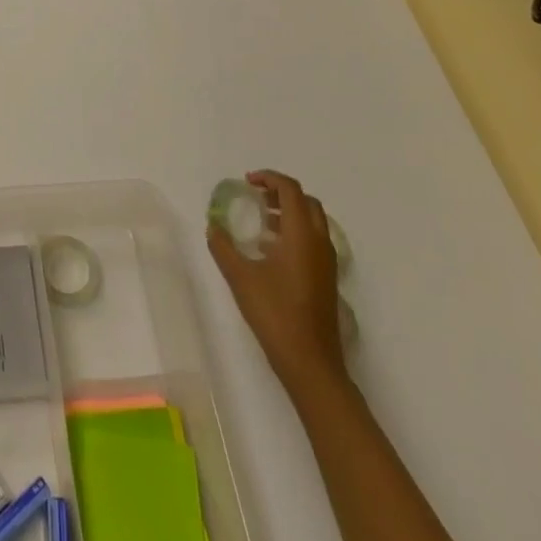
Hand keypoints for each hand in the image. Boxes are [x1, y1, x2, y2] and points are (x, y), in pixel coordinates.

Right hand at [208, 170, 345, 395]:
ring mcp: (327, 262)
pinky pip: (314, 240)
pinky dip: (295, 232)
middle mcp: (319, 242)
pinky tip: (271, 251)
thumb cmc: (275, 313)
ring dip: (289, 212)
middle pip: (306, 202)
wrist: (310, 363)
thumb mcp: (240, 277)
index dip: (269, 178)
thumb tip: (213, 226)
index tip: (247, 181)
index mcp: (301, 234)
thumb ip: (223, 246)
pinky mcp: (327, 279)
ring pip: (313, 221)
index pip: (290, 190)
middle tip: (255, 197)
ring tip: (261, 222)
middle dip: (281, 192)